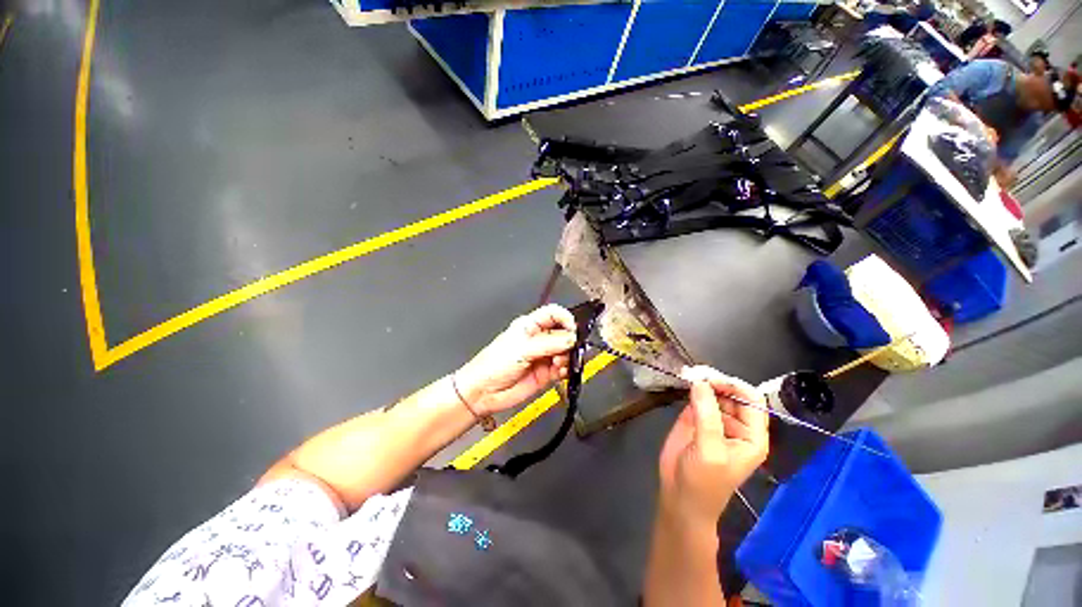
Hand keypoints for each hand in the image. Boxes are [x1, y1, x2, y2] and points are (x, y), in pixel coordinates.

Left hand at [454, 304, 576, 415]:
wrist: (483, 392)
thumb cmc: (491, 365)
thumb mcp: (522, 349)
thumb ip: (548, 344)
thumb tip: (570, 338)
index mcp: (530, 326)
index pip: (553, 314)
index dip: (565, 318)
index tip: (572, 329)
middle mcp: (538, 339)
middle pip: (563, 333)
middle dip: (569, 340)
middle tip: (569, 348)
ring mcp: (542, 356)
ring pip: (565, 352)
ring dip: (568, 356)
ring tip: (559, 362)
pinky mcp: (546, 373)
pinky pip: (563, 368)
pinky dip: (567, 369)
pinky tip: (562, 371)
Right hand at [658, 366, 768, 524]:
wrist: (680, 497)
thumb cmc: (703, 481)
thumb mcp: (710, 450)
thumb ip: (707, 415)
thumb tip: (699, 381)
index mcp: (752, 436)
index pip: (752, 401)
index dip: (735, 386)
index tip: (711, 379)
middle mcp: (737, 425)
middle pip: (733, 394)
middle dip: (717, 381)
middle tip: (696, 373)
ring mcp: (715, 420)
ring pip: (715, 393)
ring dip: (703, 382)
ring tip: (688, 374)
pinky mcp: (695, 418)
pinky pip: (697, 398)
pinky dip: (692, 388)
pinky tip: (684, 381)